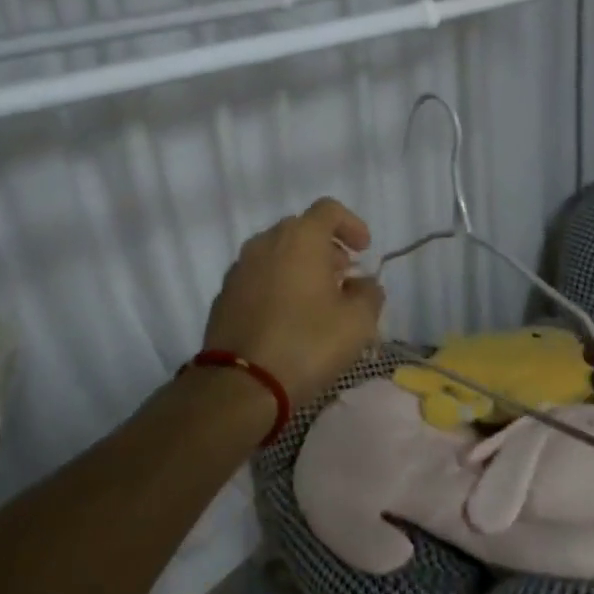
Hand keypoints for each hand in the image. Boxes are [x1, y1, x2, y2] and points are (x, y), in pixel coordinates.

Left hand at [203, 197, 385, 399]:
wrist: (241, 384)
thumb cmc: (306, 344)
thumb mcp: (357, 323)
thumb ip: (369, 294)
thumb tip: (363, 285)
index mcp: (299, 238)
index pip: (329, 210)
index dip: (351, 224)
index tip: (364, 251)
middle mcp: (265, 243)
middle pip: (301, 230)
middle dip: (326, 248)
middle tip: (344, 277)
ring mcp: (240, 268)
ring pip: (277, 253)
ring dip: (300, 266)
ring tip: (317, 300)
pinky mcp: (225, 295)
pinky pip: (258, 277)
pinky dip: (277, 284)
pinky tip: (288, 317)